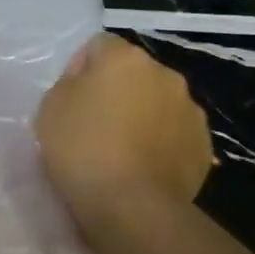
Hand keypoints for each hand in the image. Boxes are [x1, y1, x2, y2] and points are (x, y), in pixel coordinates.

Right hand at [36, 34, 212, 233]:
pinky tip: (145, 169)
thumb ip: (69, 84)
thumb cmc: (84, 151)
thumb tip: (86, 82)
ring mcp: (189, 109)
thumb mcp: (51, 109)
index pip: (98, 45)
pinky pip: (175, 133)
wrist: (134, 208)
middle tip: (96, 126)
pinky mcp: (203, 143)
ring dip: (143, 115)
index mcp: (125, 58)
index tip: (71, 101)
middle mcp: (164, 74)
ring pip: (158, 102)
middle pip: (134, 73)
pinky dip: (162, 143)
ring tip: (123, 151)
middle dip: (118, 91)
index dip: (81, 69)